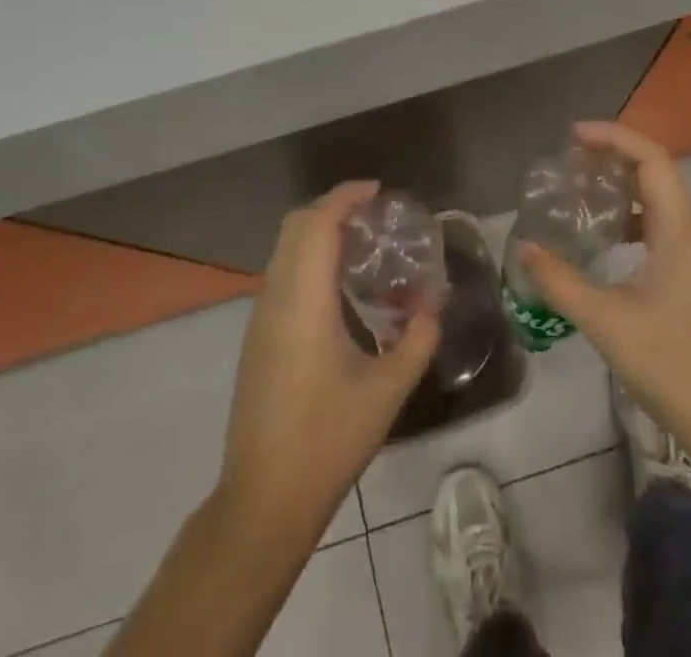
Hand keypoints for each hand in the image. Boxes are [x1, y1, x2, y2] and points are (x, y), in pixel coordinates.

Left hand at [219, 181, 438, 536]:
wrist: (263, 499)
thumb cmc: (328, 440)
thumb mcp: (387, 390)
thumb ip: (417, 338)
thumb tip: (433, 302)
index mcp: (303, 301)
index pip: (317, 223)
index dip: (345, 197)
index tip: (377, 191)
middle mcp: (275, 297)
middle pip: (295, 225)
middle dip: (331, 207)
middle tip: (372, 215)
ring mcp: (260, 317)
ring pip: (284, 248)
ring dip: (317, 232)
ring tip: (360, 244)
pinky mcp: (256, 336)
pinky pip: (280, 273)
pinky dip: (307, 257)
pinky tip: (337, 285)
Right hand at [520, 122, 690, 472]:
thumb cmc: (672, 364)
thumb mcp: (605, 321)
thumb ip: (559, 281)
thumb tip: (524, 248)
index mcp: (678, 227)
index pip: (650, 157)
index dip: (612, 136)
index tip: (572, 137)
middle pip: (655, 169)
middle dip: (613, 154)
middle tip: (569, 159)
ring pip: (659, 197)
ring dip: (622, 184)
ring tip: (580, 189)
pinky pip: (660, 223)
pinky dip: (630, 215)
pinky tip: (603, 236)